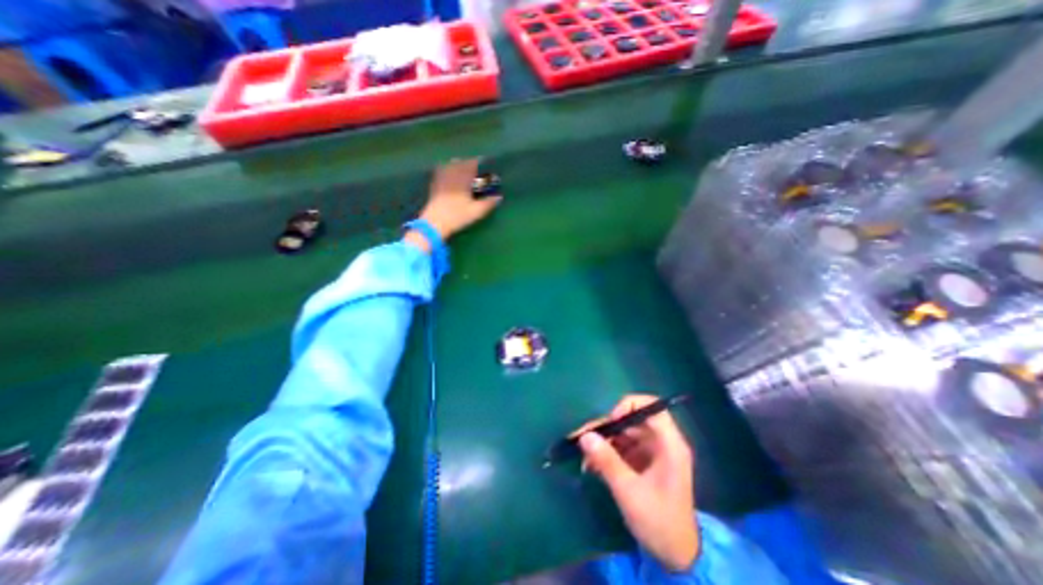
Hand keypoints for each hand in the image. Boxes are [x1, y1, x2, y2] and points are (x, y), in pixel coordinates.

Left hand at [405, 158, 502, 248]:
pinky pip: (442, 170)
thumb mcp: (477, 211)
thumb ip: (489, 203)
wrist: (434, 223)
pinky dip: (448, 170)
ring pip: (451, 164)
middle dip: (470, 165)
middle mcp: (451, 172)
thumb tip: (499, 197)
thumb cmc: (457, 216)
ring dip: (459, 166)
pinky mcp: (434, 183)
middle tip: (477, 171)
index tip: (487, 167)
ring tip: (465, 173)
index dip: (481, 163)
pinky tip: (451, 177)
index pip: (473, 163)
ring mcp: (441, 177)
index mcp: (463, 176)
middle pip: (462, 162)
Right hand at [573, 395, 695, 572]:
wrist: (676, 558)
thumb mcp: (630, 492)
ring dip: (603, 441)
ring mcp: (652, 452)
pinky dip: (607, 452)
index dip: (629, 406)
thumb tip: (584, 436)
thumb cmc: (659, 522)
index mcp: (669, 445)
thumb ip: (607, 461)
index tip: (610, 420)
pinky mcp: (643, 462)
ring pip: (624, 433)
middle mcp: (662, 443)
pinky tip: (591, 465)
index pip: (652, 407)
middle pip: (632, 420)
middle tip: (583, 437)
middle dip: (607, 427)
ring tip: (584, 455)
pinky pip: (622, 447)